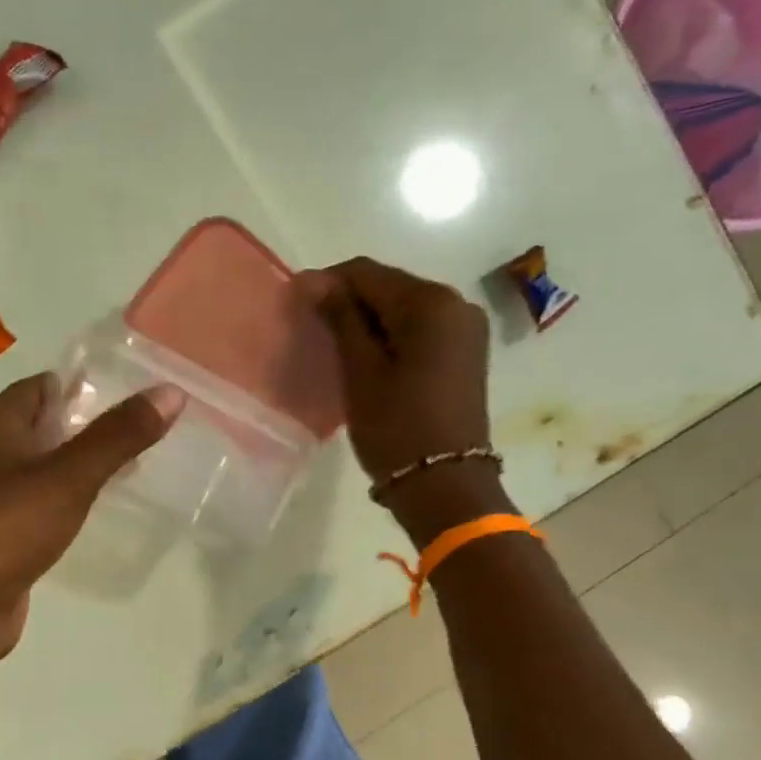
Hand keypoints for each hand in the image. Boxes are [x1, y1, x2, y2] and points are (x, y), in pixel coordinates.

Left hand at [0, 373, 184, 666]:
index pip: (39, 388)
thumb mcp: (68, 476)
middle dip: (84, 429)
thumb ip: (118, 436)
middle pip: (40, 429)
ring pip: (40, 472)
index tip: (129, 392)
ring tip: (128, 470)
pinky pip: (37, 511)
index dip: (80, 386)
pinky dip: (65, 505)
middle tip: (139, 432)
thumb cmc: (3, 526)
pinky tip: (91, 514)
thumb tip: (171, 391)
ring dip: (76, 468)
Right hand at [300, 257, 504, 543]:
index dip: (328, 282)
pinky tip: (367, 359)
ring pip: (404, 310)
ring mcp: (465, 331)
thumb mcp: (360, 371)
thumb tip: (313, 281)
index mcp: (431, 303)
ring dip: (368, 321)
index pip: (368, 273)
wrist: (445, 486)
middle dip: (349, 302)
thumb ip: (340, 318)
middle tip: (312, 328)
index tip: (295, 302)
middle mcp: (456, 305)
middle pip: (390, 288)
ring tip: (335, 346)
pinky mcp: (465, 355)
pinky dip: (390, 337)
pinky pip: (420, 331)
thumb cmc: (396, 427)